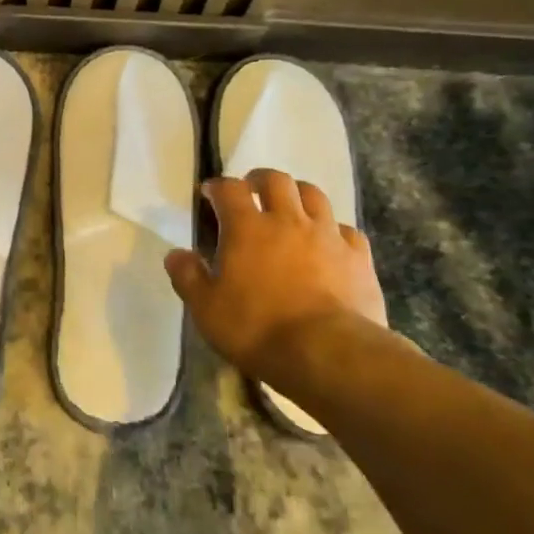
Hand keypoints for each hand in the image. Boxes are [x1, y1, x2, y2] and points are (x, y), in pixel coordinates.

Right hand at [164, 169, 386, 378]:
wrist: (329, 353)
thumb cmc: (258, 329)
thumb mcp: (207, 310)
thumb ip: (188, 277)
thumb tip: (175, 254)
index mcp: (247, 228)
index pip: (229, 189)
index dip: (218, 187)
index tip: (210, 193)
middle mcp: (288, 220)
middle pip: (276, 180)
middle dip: (260, 179)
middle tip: (252, 191)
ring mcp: (327, 235)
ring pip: (314, 195)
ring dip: (298, 194)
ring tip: (291, 208)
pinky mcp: (358, 257)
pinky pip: (347, 230)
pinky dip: (334, 230)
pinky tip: (330, 243)